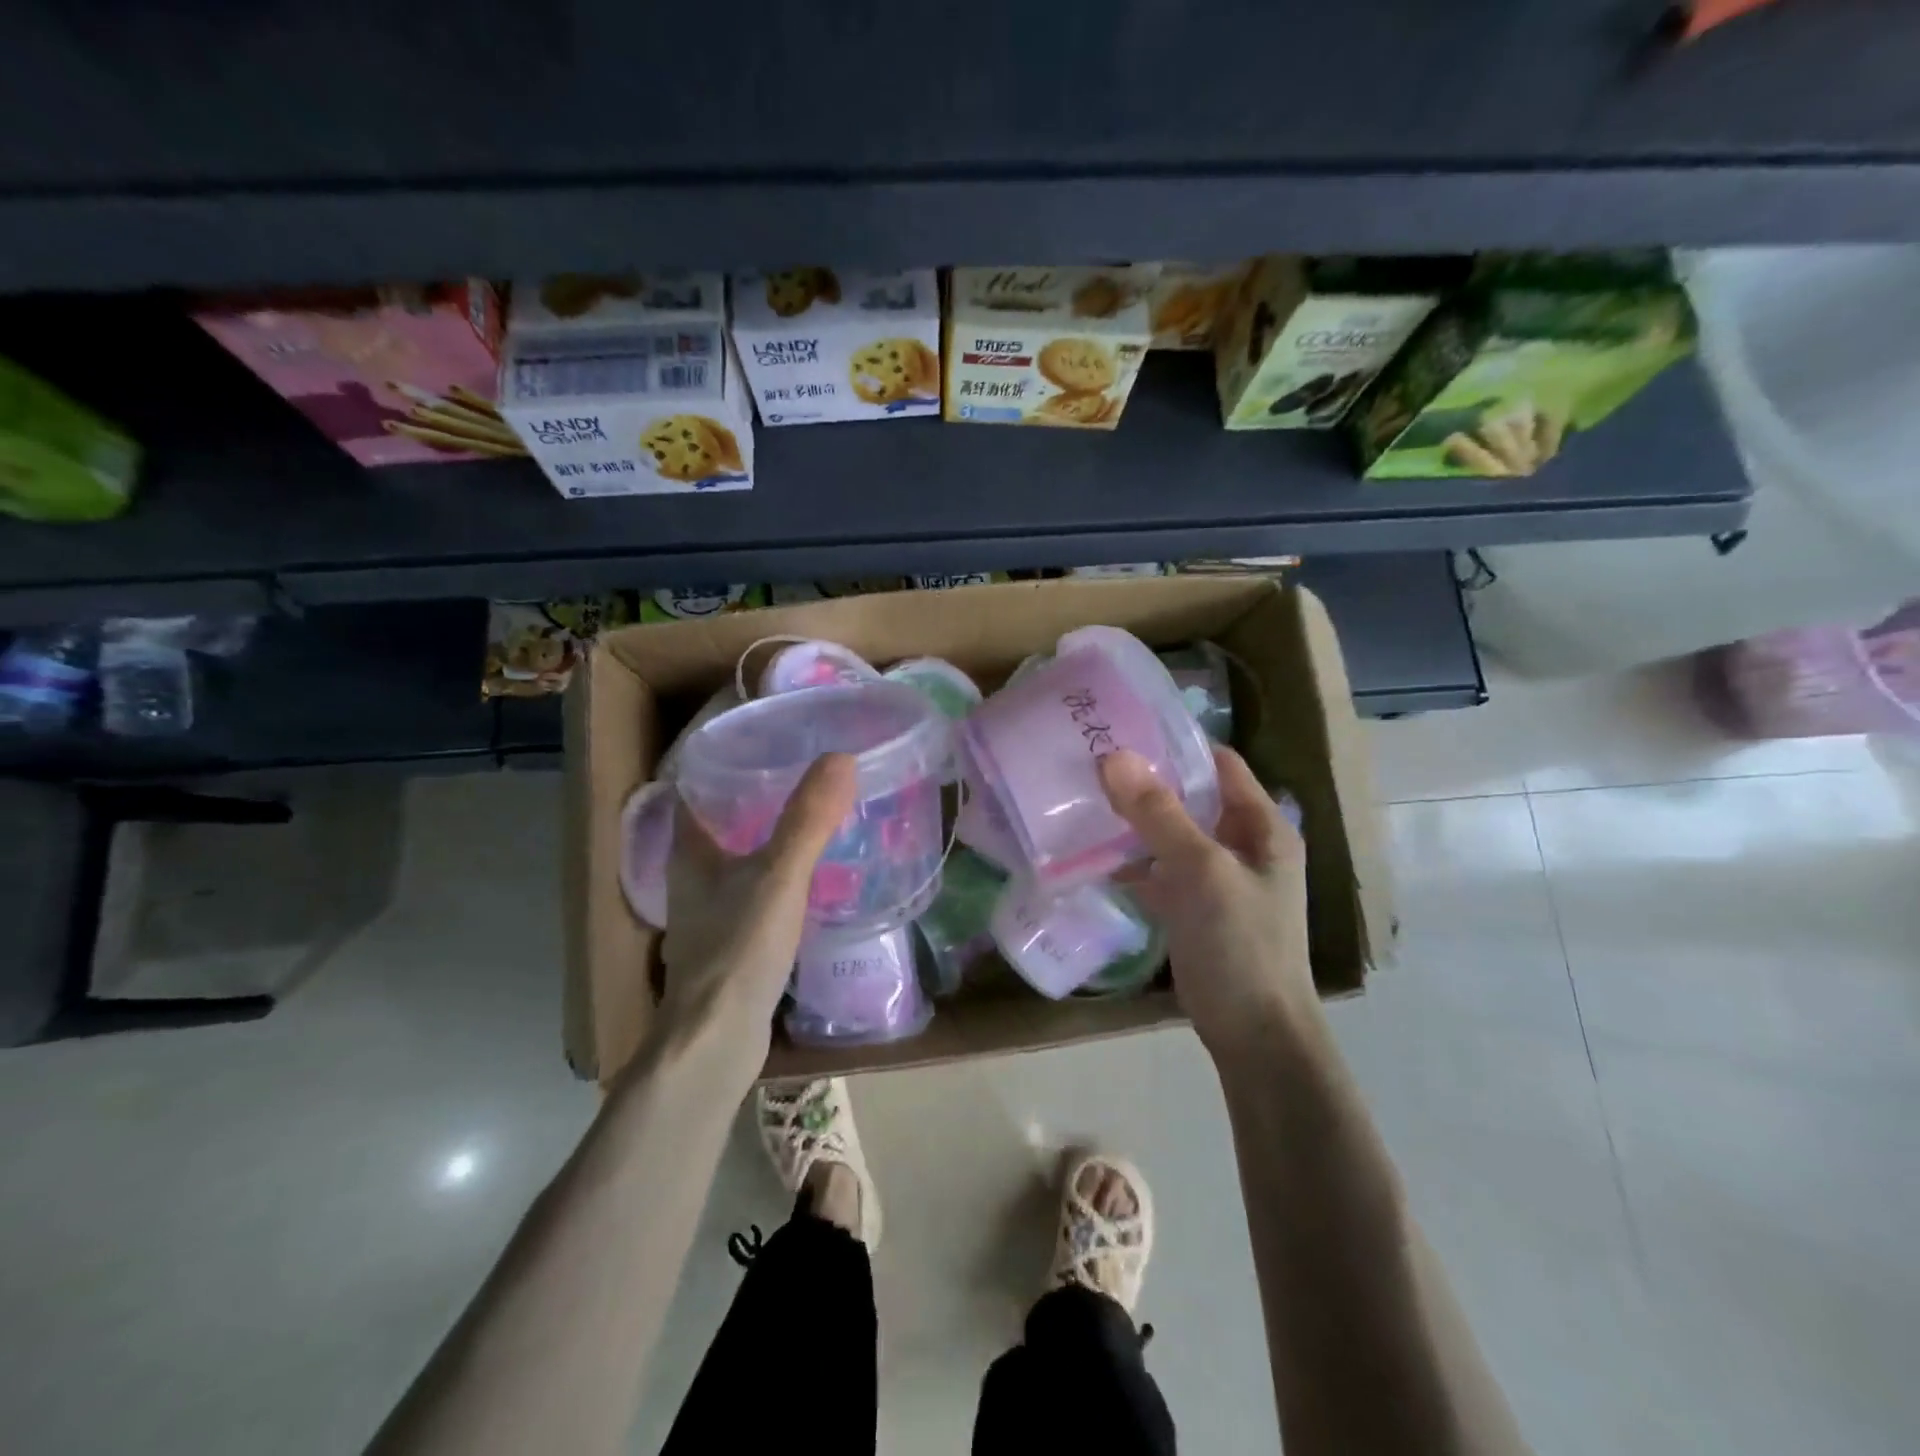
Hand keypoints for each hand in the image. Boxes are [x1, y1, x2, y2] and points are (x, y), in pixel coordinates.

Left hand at [658, 754, 855, 1057]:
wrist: (717, 1041)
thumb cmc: (738, 949)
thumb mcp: (779, 876)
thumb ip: (808, 819)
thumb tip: (841, 757)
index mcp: (690, 851)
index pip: (695, 787)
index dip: (723, 759)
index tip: (767, 739)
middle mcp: (693, 876)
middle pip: (719, 821)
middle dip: (755, 796)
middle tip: (803, 772)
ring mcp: (709, 912)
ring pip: (737, 858)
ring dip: (767, 837)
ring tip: (814, 815)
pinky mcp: (730, 942)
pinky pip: (753, 892)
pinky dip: (776, 876)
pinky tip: (810, 877)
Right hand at [1099, 745, 1315, 1056]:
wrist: (1253, 1033)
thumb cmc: (1241, 944)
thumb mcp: (1202, 871)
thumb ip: (1159, 814)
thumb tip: (1114, 757)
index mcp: (1261, 825)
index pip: (1218, 763)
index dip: (1175, 742)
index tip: (1123, 727)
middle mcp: (1241, 843)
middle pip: (1189, 796)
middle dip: (1144, 780)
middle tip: (1090, 760)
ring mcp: (1215, 877)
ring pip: (1169, 833)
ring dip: (1133, 820)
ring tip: (1083, 797)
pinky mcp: (1192, 906)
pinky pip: (1158, 869)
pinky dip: (1130, 860)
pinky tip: (1091, 852)